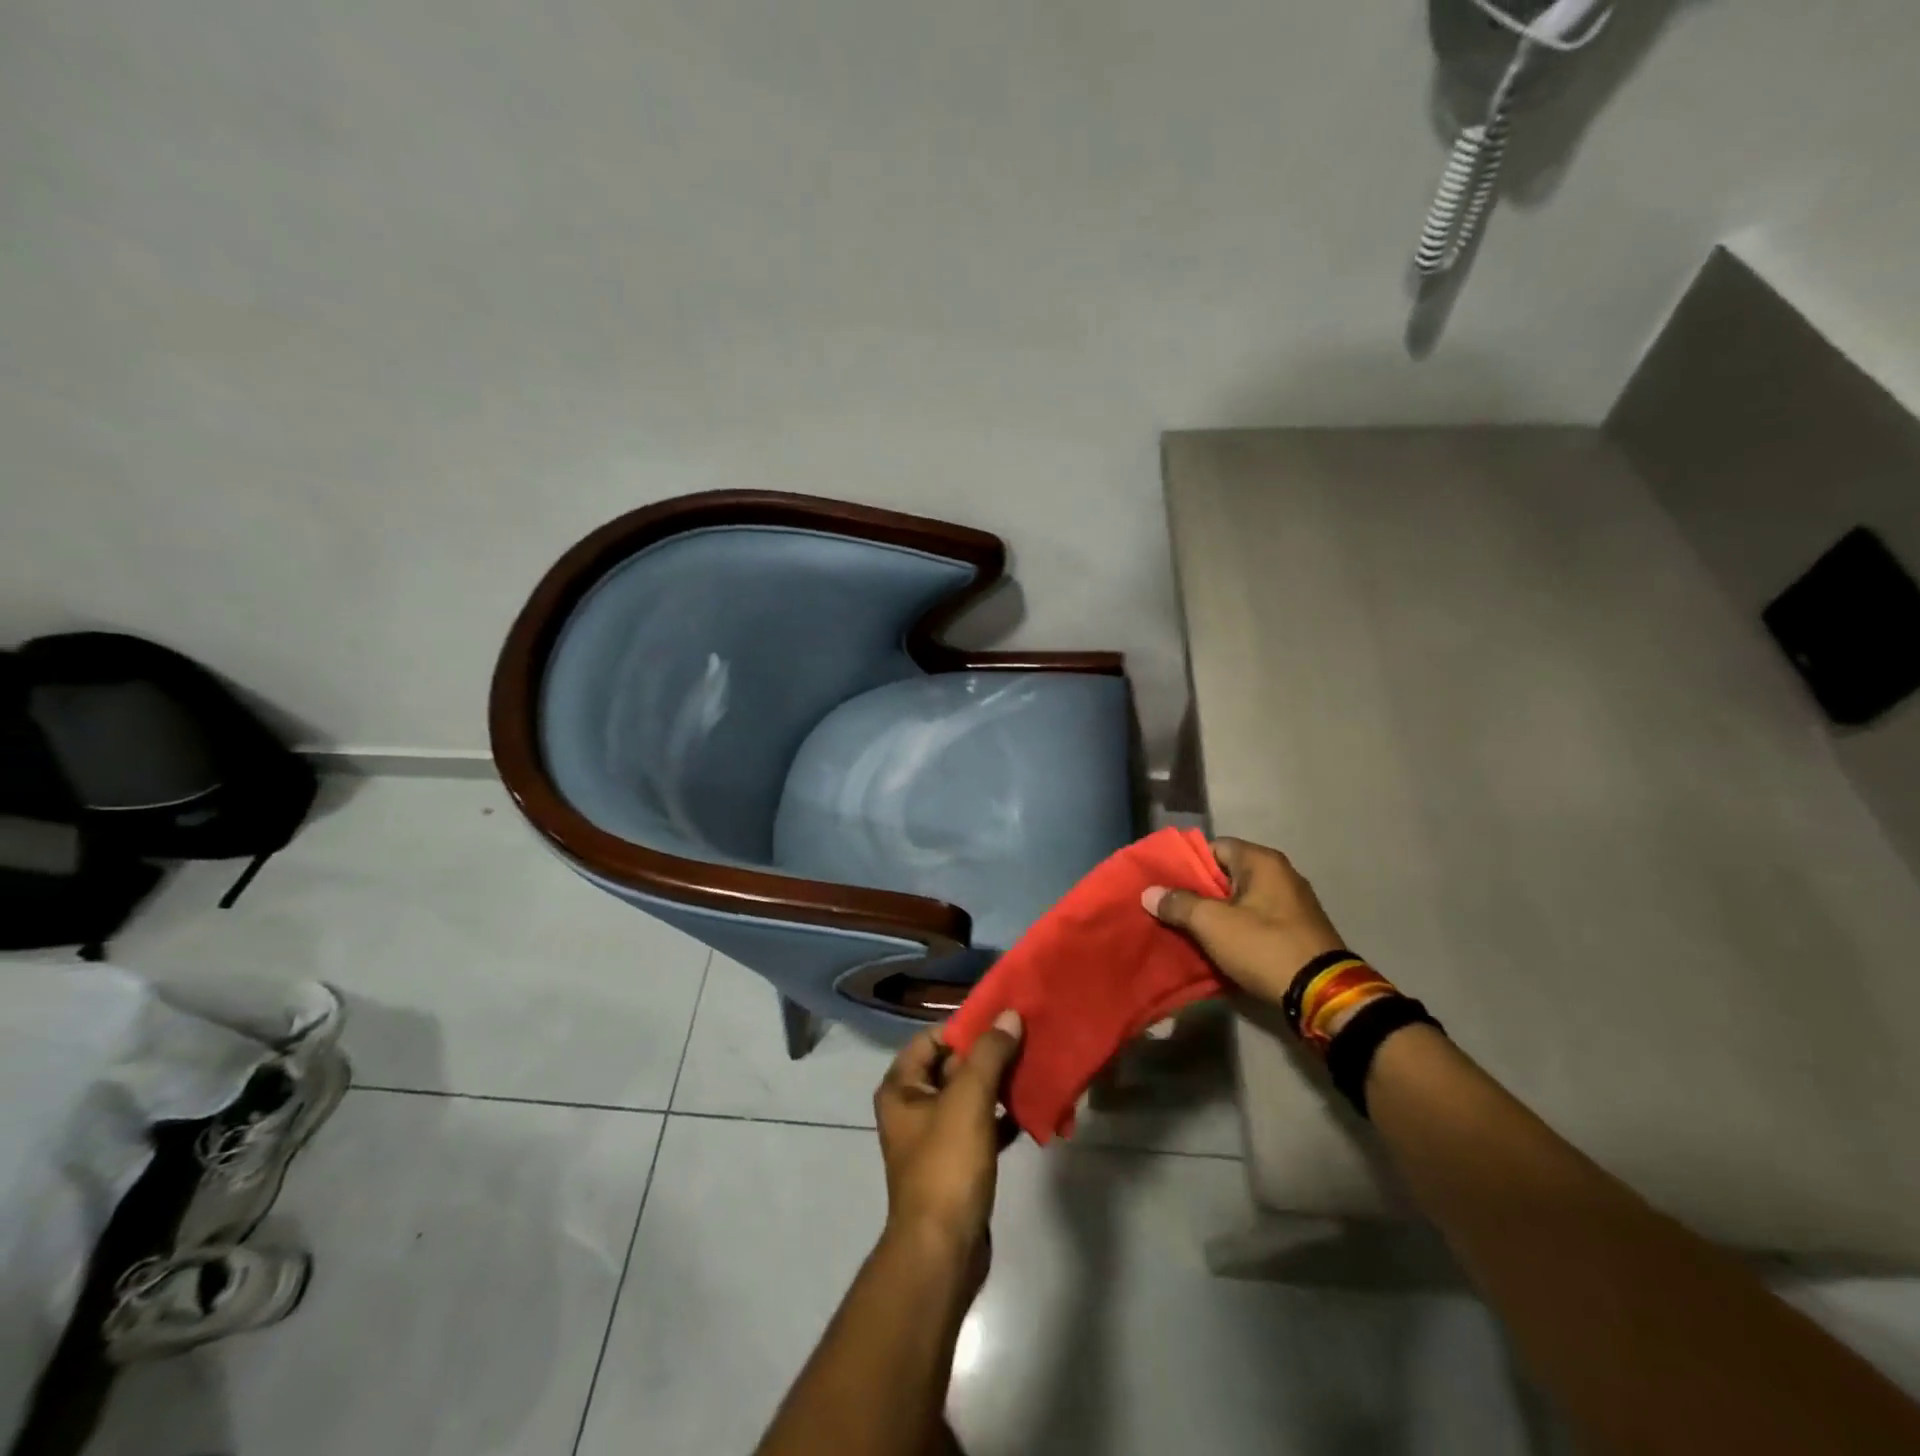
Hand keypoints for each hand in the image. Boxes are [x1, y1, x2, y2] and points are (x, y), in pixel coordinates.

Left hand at [873, 1014, 1023, 1267]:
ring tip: (1035, 1069)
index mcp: (901, 1087)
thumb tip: (1009, 1015)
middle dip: (989, 1055)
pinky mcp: (956, 1164)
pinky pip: (981, 1127)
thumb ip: (989, 1053)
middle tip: (1027, 1040)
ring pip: (970, 1097)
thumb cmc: (947, 1165)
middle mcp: (912, 1107)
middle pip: (952, 1066)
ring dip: (999, 1085)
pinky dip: (1003, 1118)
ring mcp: (934, 1137)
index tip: (1003, 1019)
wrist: (943, 1252)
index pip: (932, 1038)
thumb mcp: (968, 1099)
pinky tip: (1032, 1111)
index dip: (966, 1027)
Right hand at [1140, 837, 1346, 1006]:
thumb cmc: (1264, 946)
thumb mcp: (1212, 924)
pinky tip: (1217, 946)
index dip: (1187, 864)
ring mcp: (1293, 904)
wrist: (1322, 994)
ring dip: (1216, 914)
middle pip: (1227, 875)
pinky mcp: (1298, 931)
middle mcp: (1281, 874)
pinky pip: (1257, 921)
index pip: (1214, 847)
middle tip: (1169, 908)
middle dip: (1198, 892)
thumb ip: (1178, 904)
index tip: (1164, 883)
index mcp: (1262, 861)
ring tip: (1187, 929)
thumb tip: (1149, 892)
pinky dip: (1236, 930)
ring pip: (1241, 901)